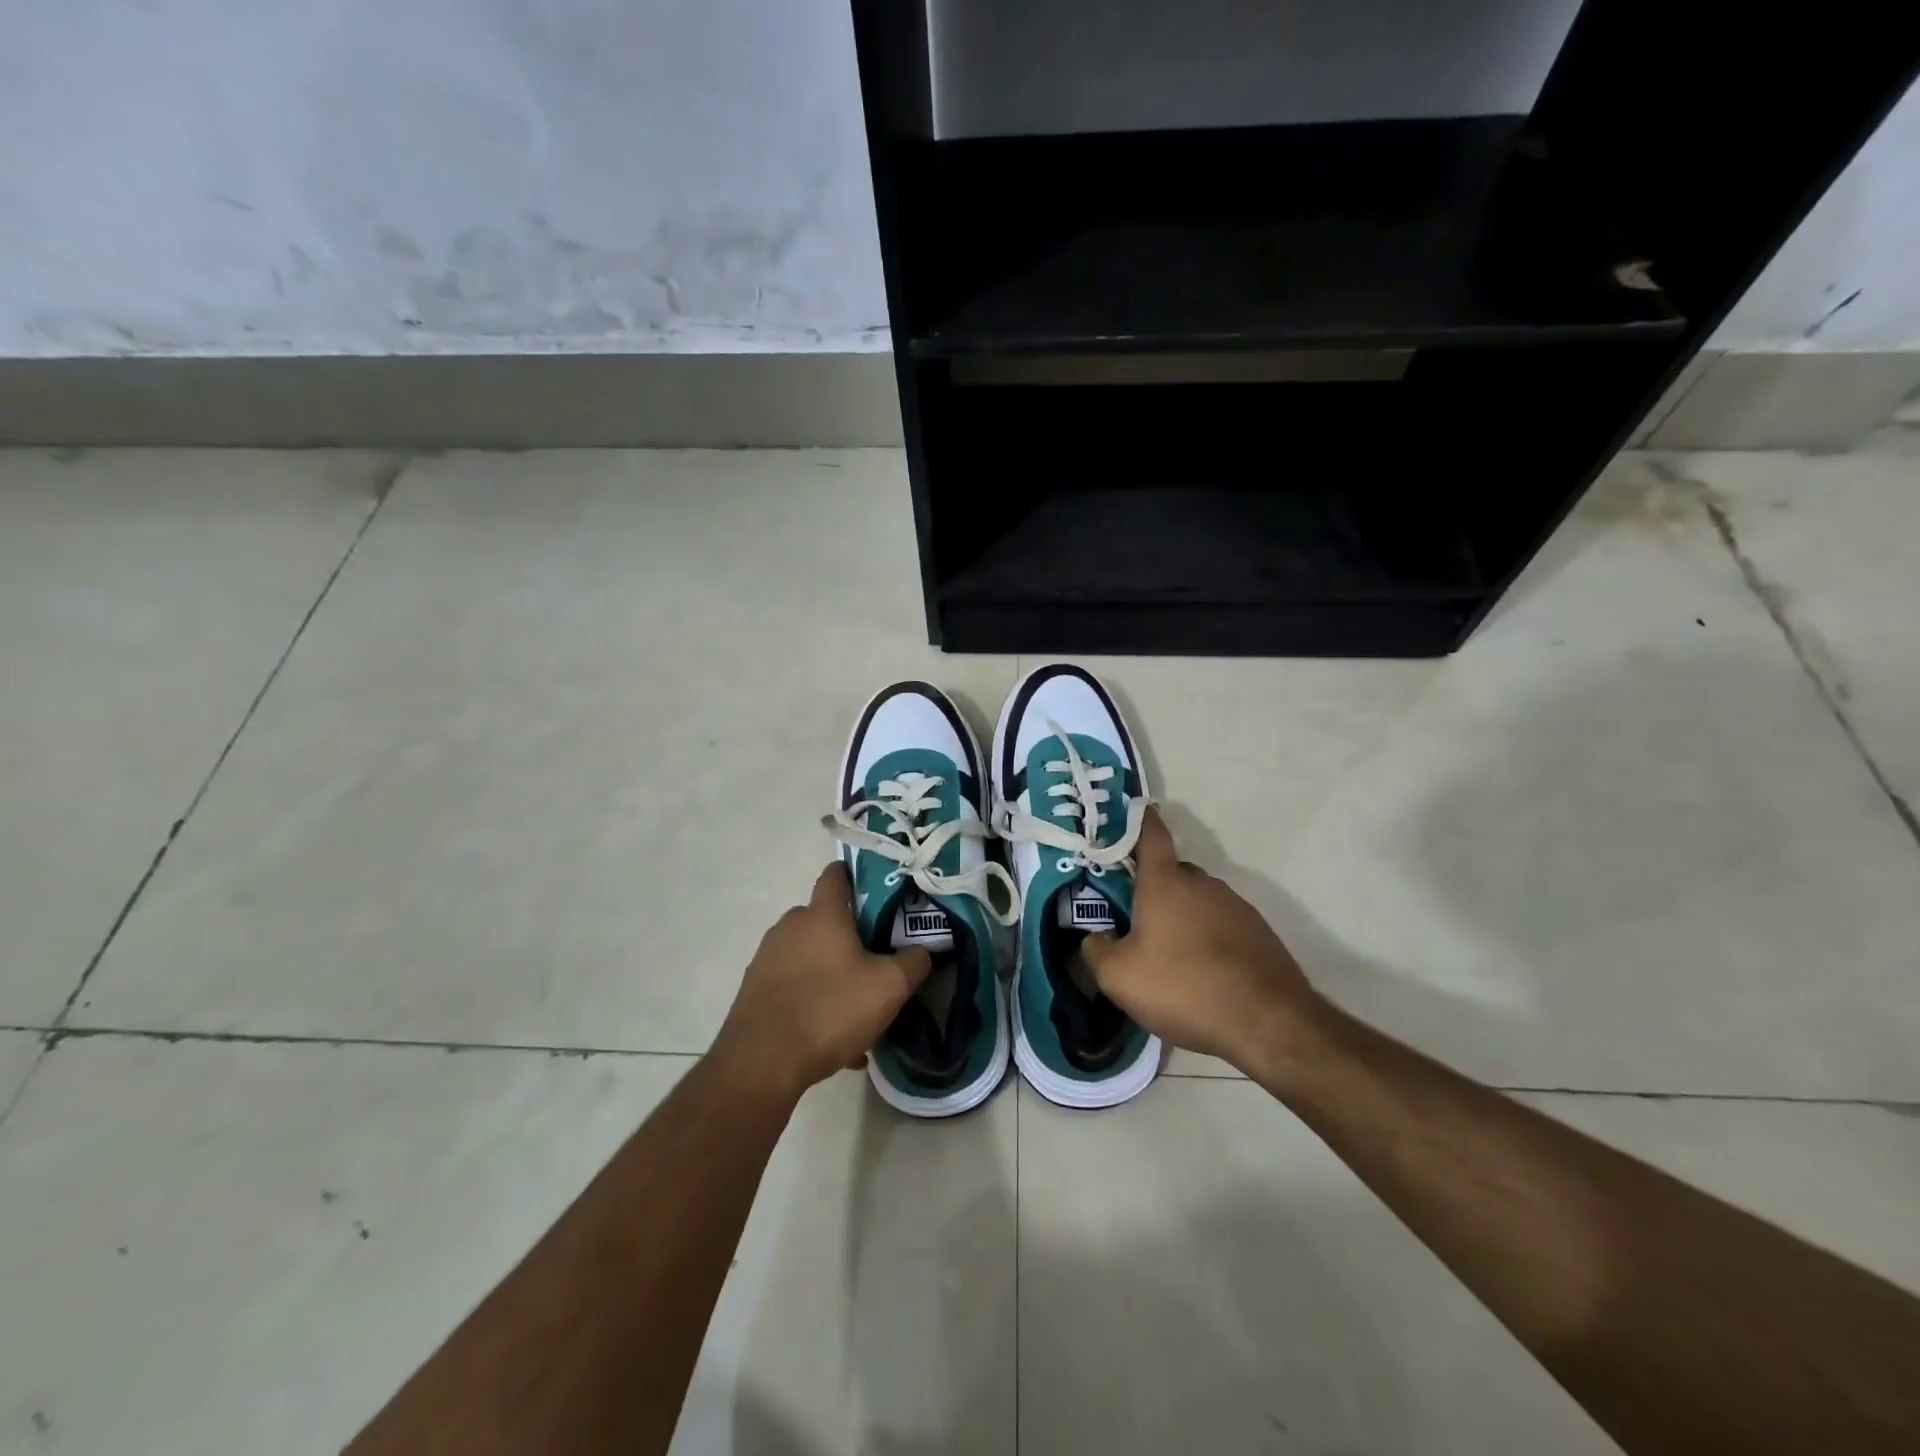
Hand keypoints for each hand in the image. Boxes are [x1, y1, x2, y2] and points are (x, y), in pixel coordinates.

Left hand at [712, 862, 931, 1101]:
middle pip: (824, 919)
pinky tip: (833, 1038)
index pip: (836, 875)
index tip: (877, 890)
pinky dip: (814, 1000)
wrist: (763, 1061)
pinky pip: (794, 986)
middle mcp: (790, 927)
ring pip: (810, 956)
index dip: (855, 876)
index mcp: (822, 914)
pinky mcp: (755, 989)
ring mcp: (768, 957)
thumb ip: (914, 962)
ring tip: (856, 1009)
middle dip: (849, 935)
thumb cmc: (830, 1009)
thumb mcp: (889, 987)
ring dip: (832, 973)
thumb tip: (923, 951)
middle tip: (876, 960)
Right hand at [1082, 809, 1325, 1074]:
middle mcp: (1202, 883)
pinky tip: (1202, 974)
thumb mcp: (1118, 977)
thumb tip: (1095, 936)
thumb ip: (1095, 949)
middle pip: (1172, 873)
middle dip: (1152, 888)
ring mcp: (1236, 906)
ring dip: (1181, 917)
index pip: (1150, 835)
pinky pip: (1221, 925)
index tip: (1131, 812)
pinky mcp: (1259, 933)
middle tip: (1133, 919)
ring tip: (1169, 957)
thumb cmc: (1183, 987)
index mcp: (1165, 882)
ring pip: (1197, 901)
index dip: (1139, 821)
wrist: (1268, 1023)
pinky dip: (1207, 939)